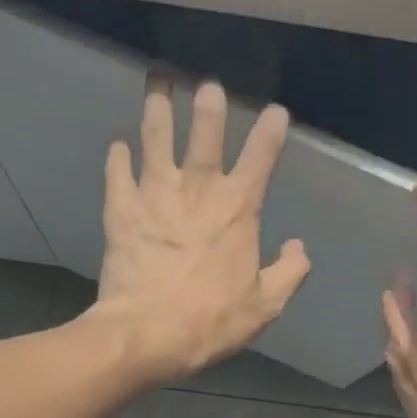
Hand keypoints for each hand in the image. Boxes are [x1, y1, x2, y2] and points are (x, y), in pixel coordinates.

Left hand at [91, 78, 310, 380]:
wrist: (147, 333)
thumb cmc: (211, 321)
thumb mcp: (265, 306)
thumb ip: (289, 272)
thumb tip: (298, 247)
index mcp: (237, 209)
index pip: (261, 158)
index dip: (271, 131)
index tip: (276, 112)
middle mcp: (197, 189)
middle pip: (204, 133)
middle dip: (208, 104)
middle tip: (206, 84)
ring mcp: (155, 194)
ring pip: (156, 138)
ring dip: (158, 109)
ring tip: (157, 84)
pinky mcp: (121, 209)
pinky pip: (118, 172)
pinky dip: (118, 156)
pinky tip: (119, 145)